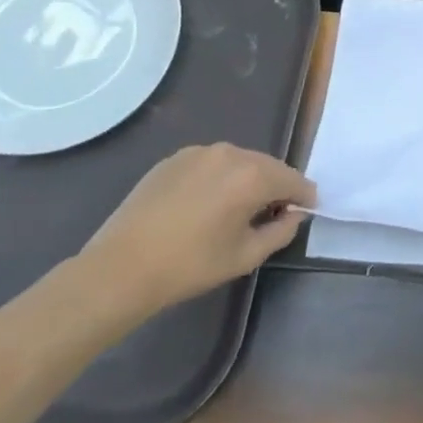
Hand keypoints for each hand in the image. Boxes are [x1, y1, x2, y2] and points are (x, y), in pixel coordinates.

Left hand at [79, 144, 314, 314]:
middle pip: (268, 167)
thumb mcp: (246, 256)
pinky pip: (211, 164)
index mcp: (253, 176)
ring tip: (233, 210)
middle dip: (275, 188)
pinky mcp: (174, 159)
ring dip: (246, 181)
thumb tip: (295, 214)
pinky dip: (218, 179)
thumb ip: (282, 231)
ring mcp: (200, 152)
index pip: (294, 180)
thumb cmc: (189, 266)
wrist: (119, 269)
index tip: (302, 213)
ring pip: (239, 163)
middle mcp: (230, 153)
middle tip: (269, 216)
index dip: (303, 198)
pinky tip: (203, 205)